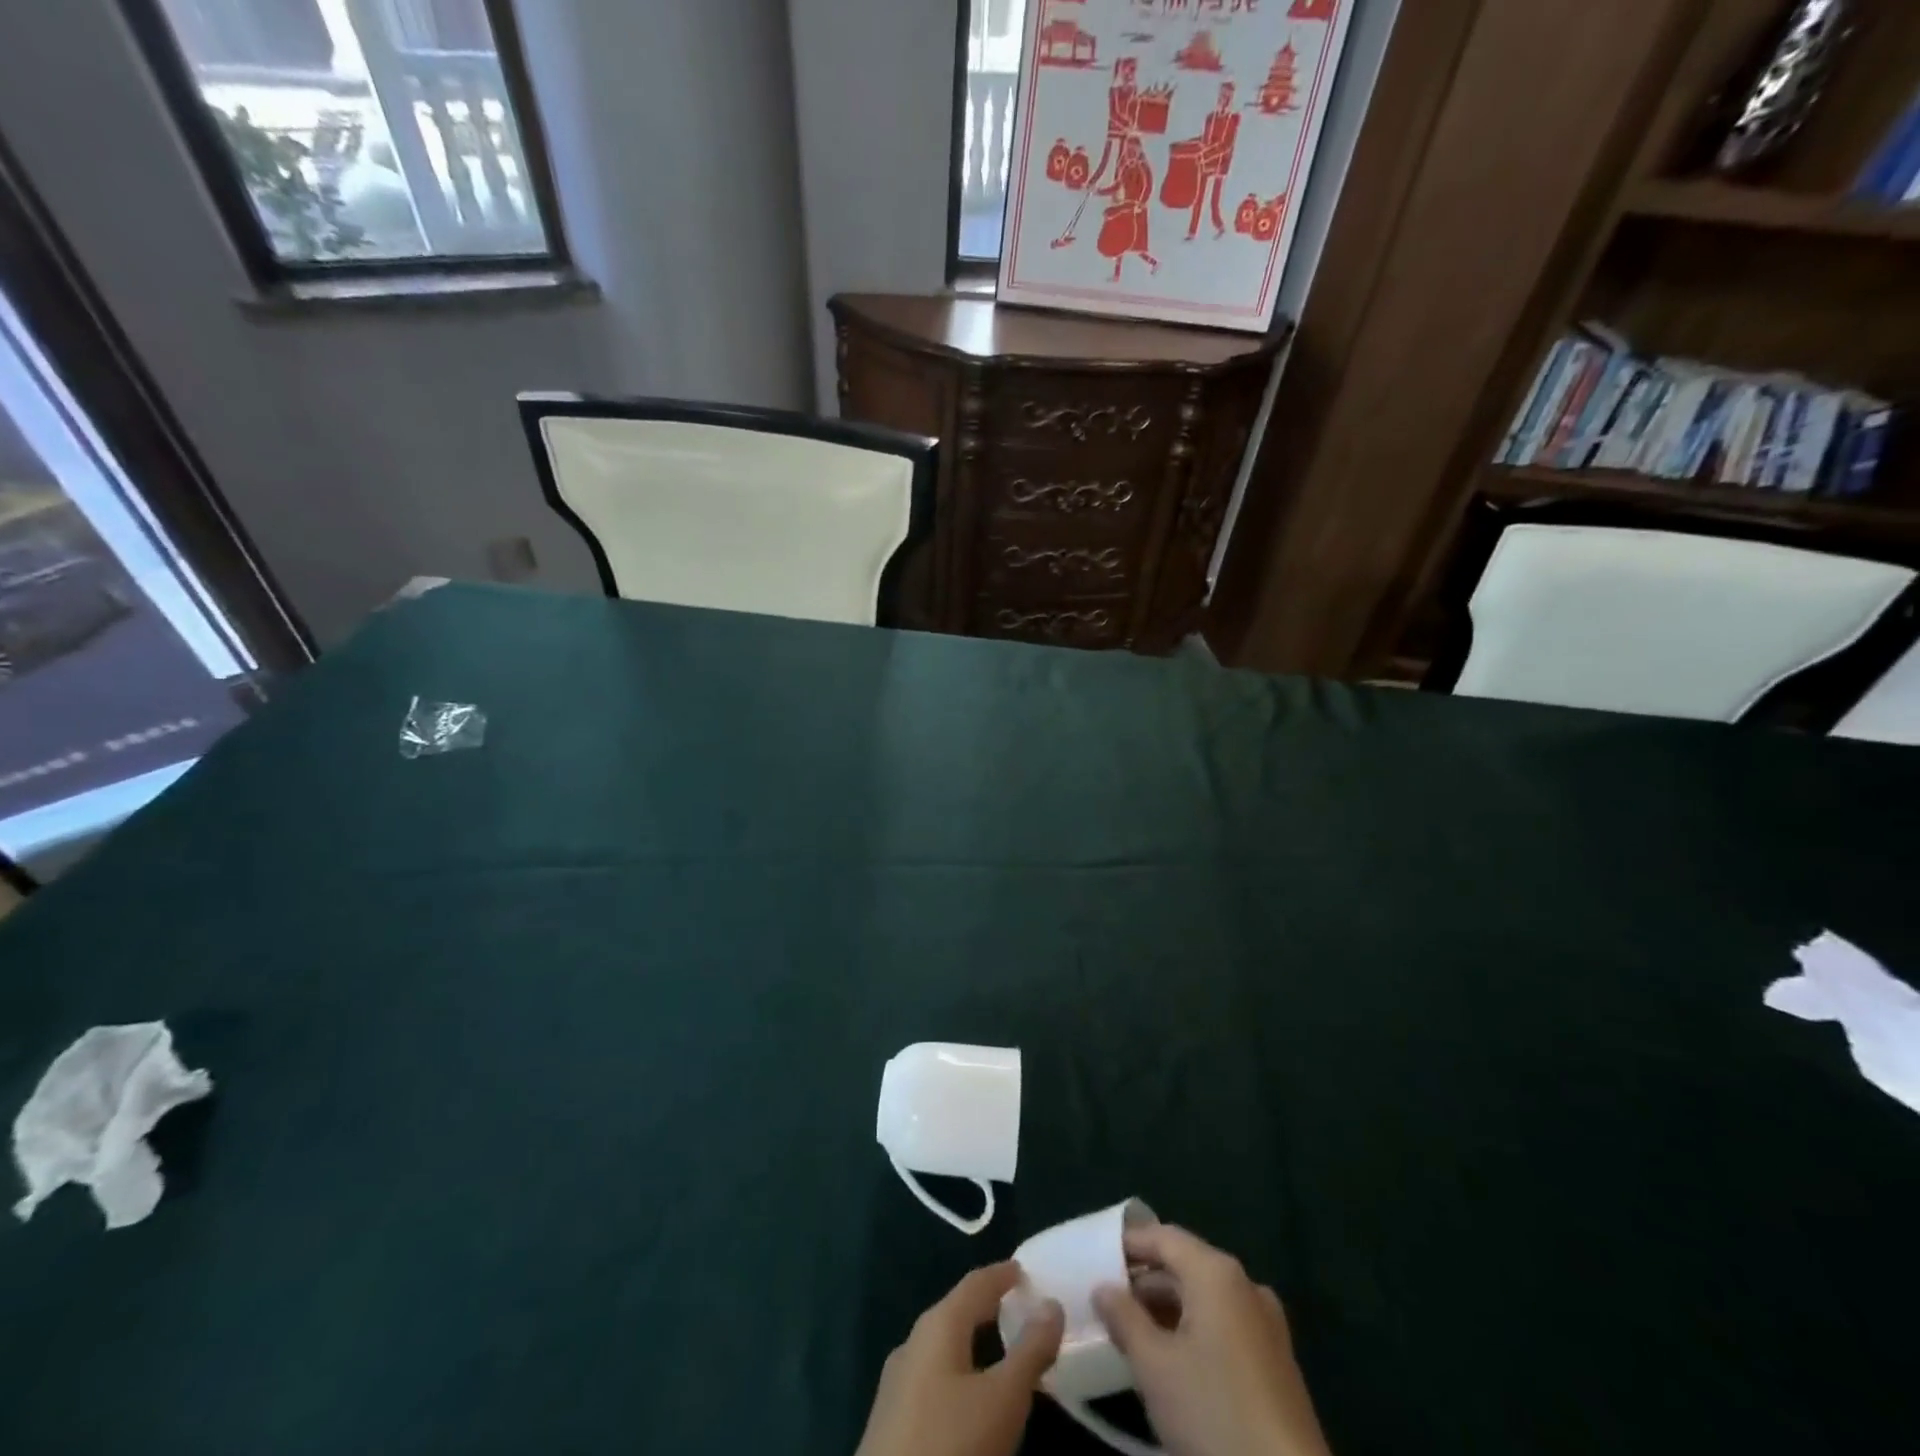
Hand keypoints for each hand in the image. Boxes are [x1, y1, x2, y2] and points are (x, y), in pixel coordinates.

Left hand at [856, 1262, 1065, 1455]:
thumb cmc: (951, 1446)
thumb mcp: (1003, 1400)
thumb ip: (1030, 1351)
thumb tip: (1052, 1304)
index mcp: (937, 1326)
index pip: (974, 1284)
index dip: (1001, 1274)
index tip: (1024, 1269)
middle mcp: (912, 1344)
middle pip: (955, 1312)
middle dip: (986, 1307)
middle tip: (1018, 1306)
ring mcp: (897, 1384)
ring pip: (943, 1348)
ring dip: (971, 1344)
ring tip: (1000, 1351)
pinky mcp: (891, 1422)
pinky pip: (933, 1379)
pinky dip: (959, 1373)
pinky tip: (969, 1399)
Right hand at [1093, 1225, 1332, 1455]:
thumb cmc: (1213, 1412)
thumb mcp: (1154, 1366)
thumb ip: (1123, 1318)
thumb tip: (1102, 1288)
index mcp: (1216, 1272)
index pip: (1162, 1236)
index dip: (1126, 1244)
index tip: (1094, 1258)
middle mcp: (1244, 1285)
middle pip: (1184, 1265)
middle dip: (1144, 1282)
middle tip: (1107, 1302)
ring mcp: (1266, 1323)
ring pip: (1204, 1298)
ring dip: (1167, 1310)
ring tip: (1131, 1333)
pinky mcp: (1276, 1361)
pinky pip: (1224, 1324)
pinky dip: (1193, 1330)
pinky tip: (1172, 1361)